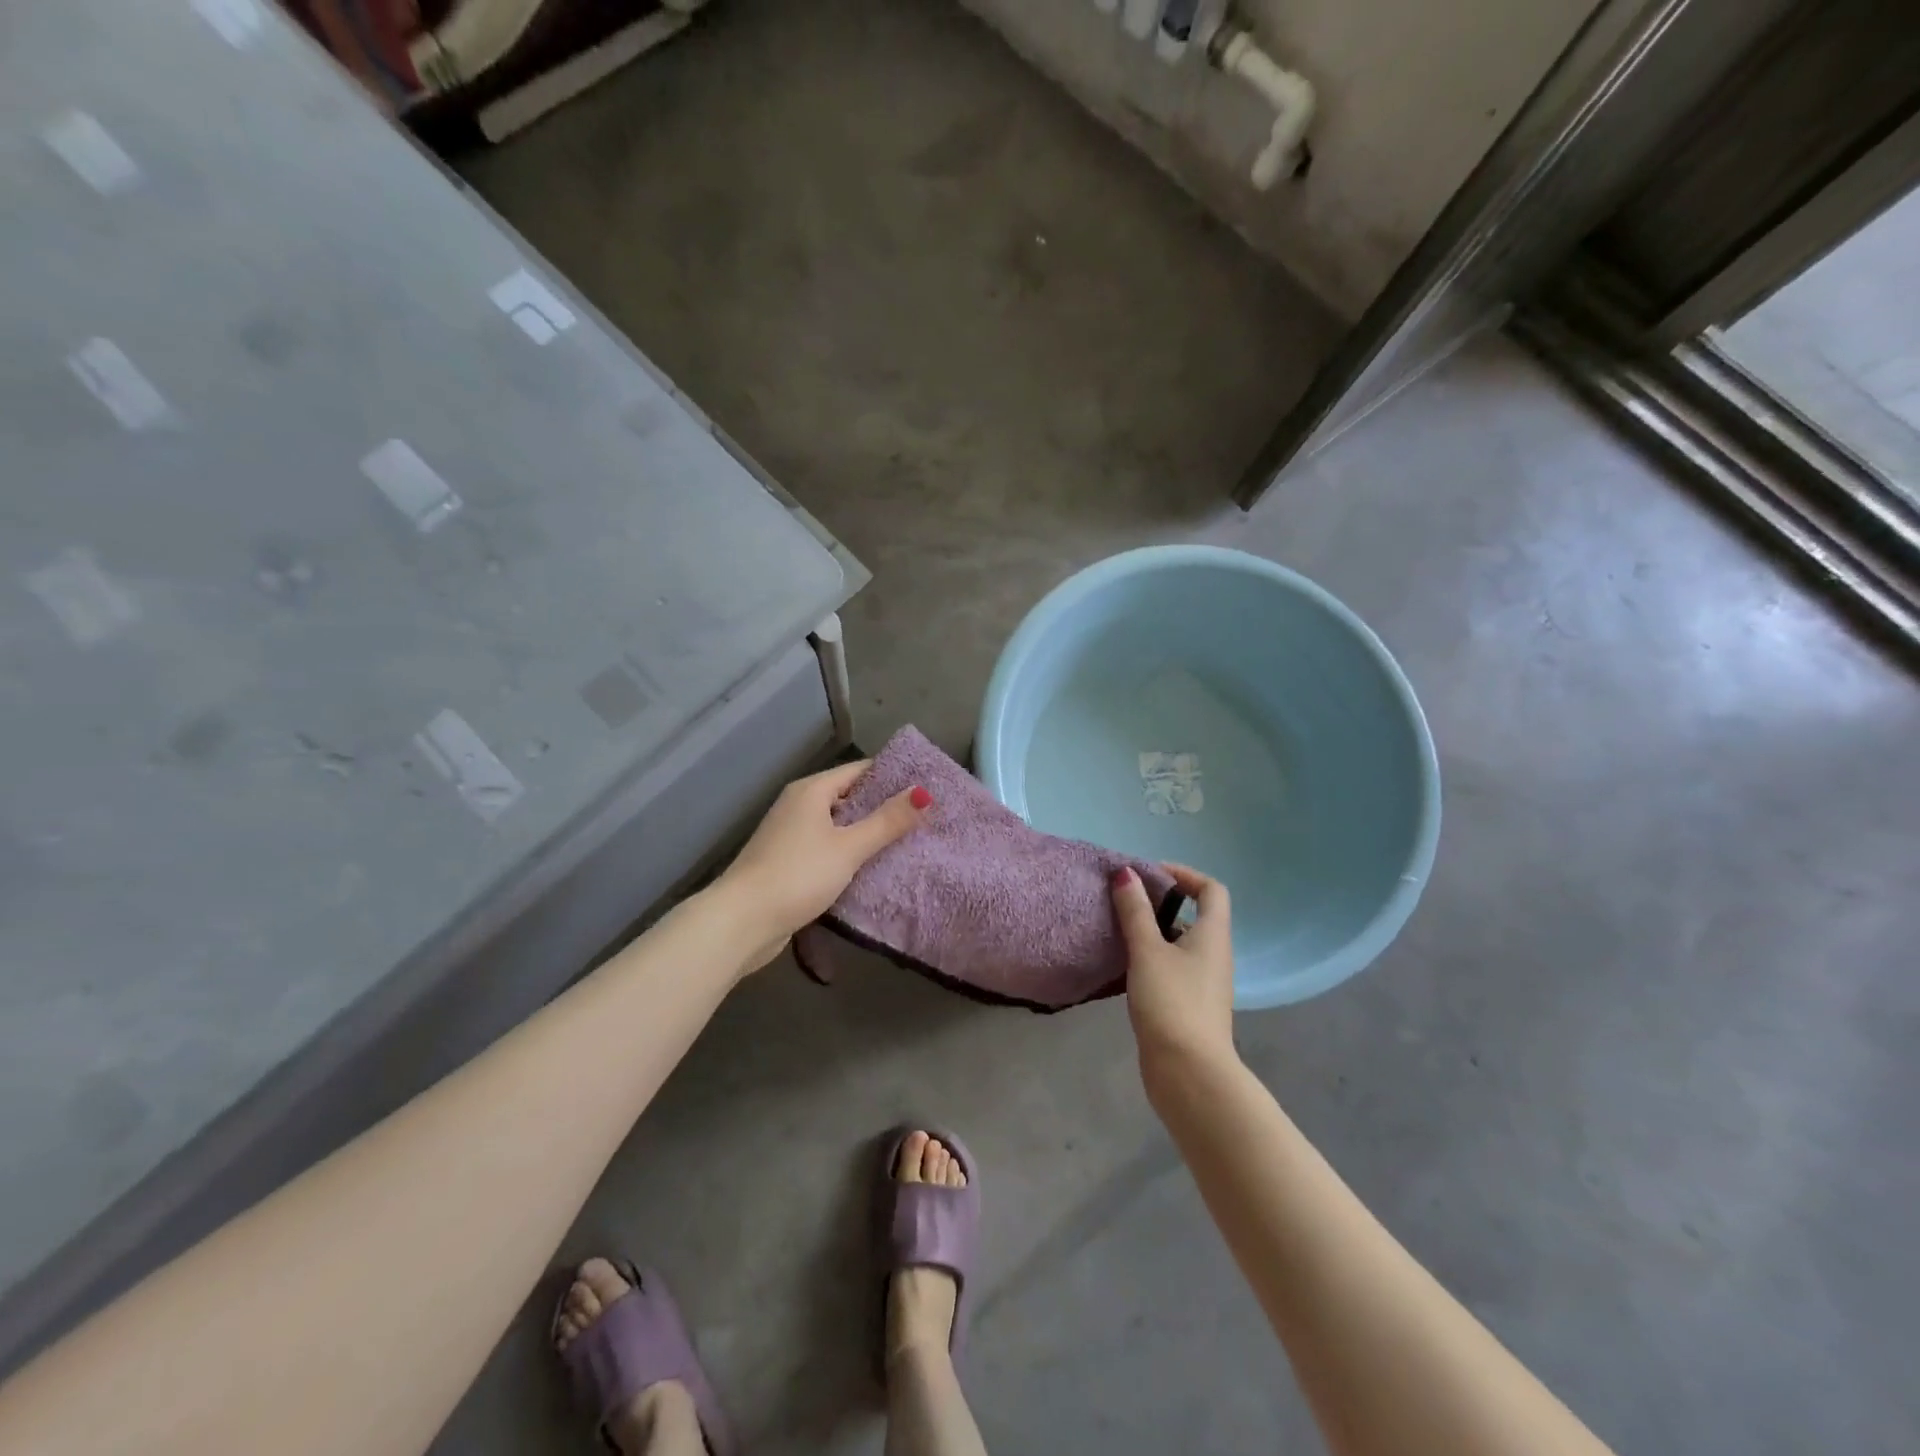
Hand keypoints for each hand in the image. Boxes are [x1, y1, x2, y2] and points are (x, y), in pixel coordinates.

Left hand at [719, 759, 930, 971]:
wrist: (741, 922)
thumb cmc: (798, 875)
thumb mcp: (849, 847)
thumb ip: (887, 821)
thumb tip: (923, 792)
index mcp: (811, 790)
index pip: (860, 771)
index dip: (893, 777)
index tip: (926, 787)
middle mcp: (799, 805)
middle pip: (850, 797)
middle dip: (884, 808)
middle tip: (925, 818)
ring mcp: (791, 835)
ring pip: (839, 826)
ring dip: (868, 834)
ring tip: (909, 842)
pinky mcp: (789, 863)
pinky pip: (828, 849)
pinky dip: (850, 854)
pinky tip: (874, 869)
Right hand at [1112, 863, 1237, 1089]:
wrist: (1188, 1073)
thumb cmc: (1172, 1003)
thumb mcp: (1148, 951)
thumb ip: (1135, 911)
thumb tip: (1126, 872)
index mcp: (1212, 936)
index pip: (1212, 890)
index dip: (1184, 874)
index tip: (1150, 874)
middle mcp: (1214, 955)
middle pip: (1194, 915)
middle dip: (1161, 901)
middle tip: (1126, 899)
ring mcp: (1202, 983)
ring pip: (1179, 943)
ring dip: (1152, 931)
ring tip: (1118, 928)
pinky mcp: (1188, 1006)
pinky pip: (1170, 968)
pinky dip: (1150, 958)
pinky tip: (1123, 965)